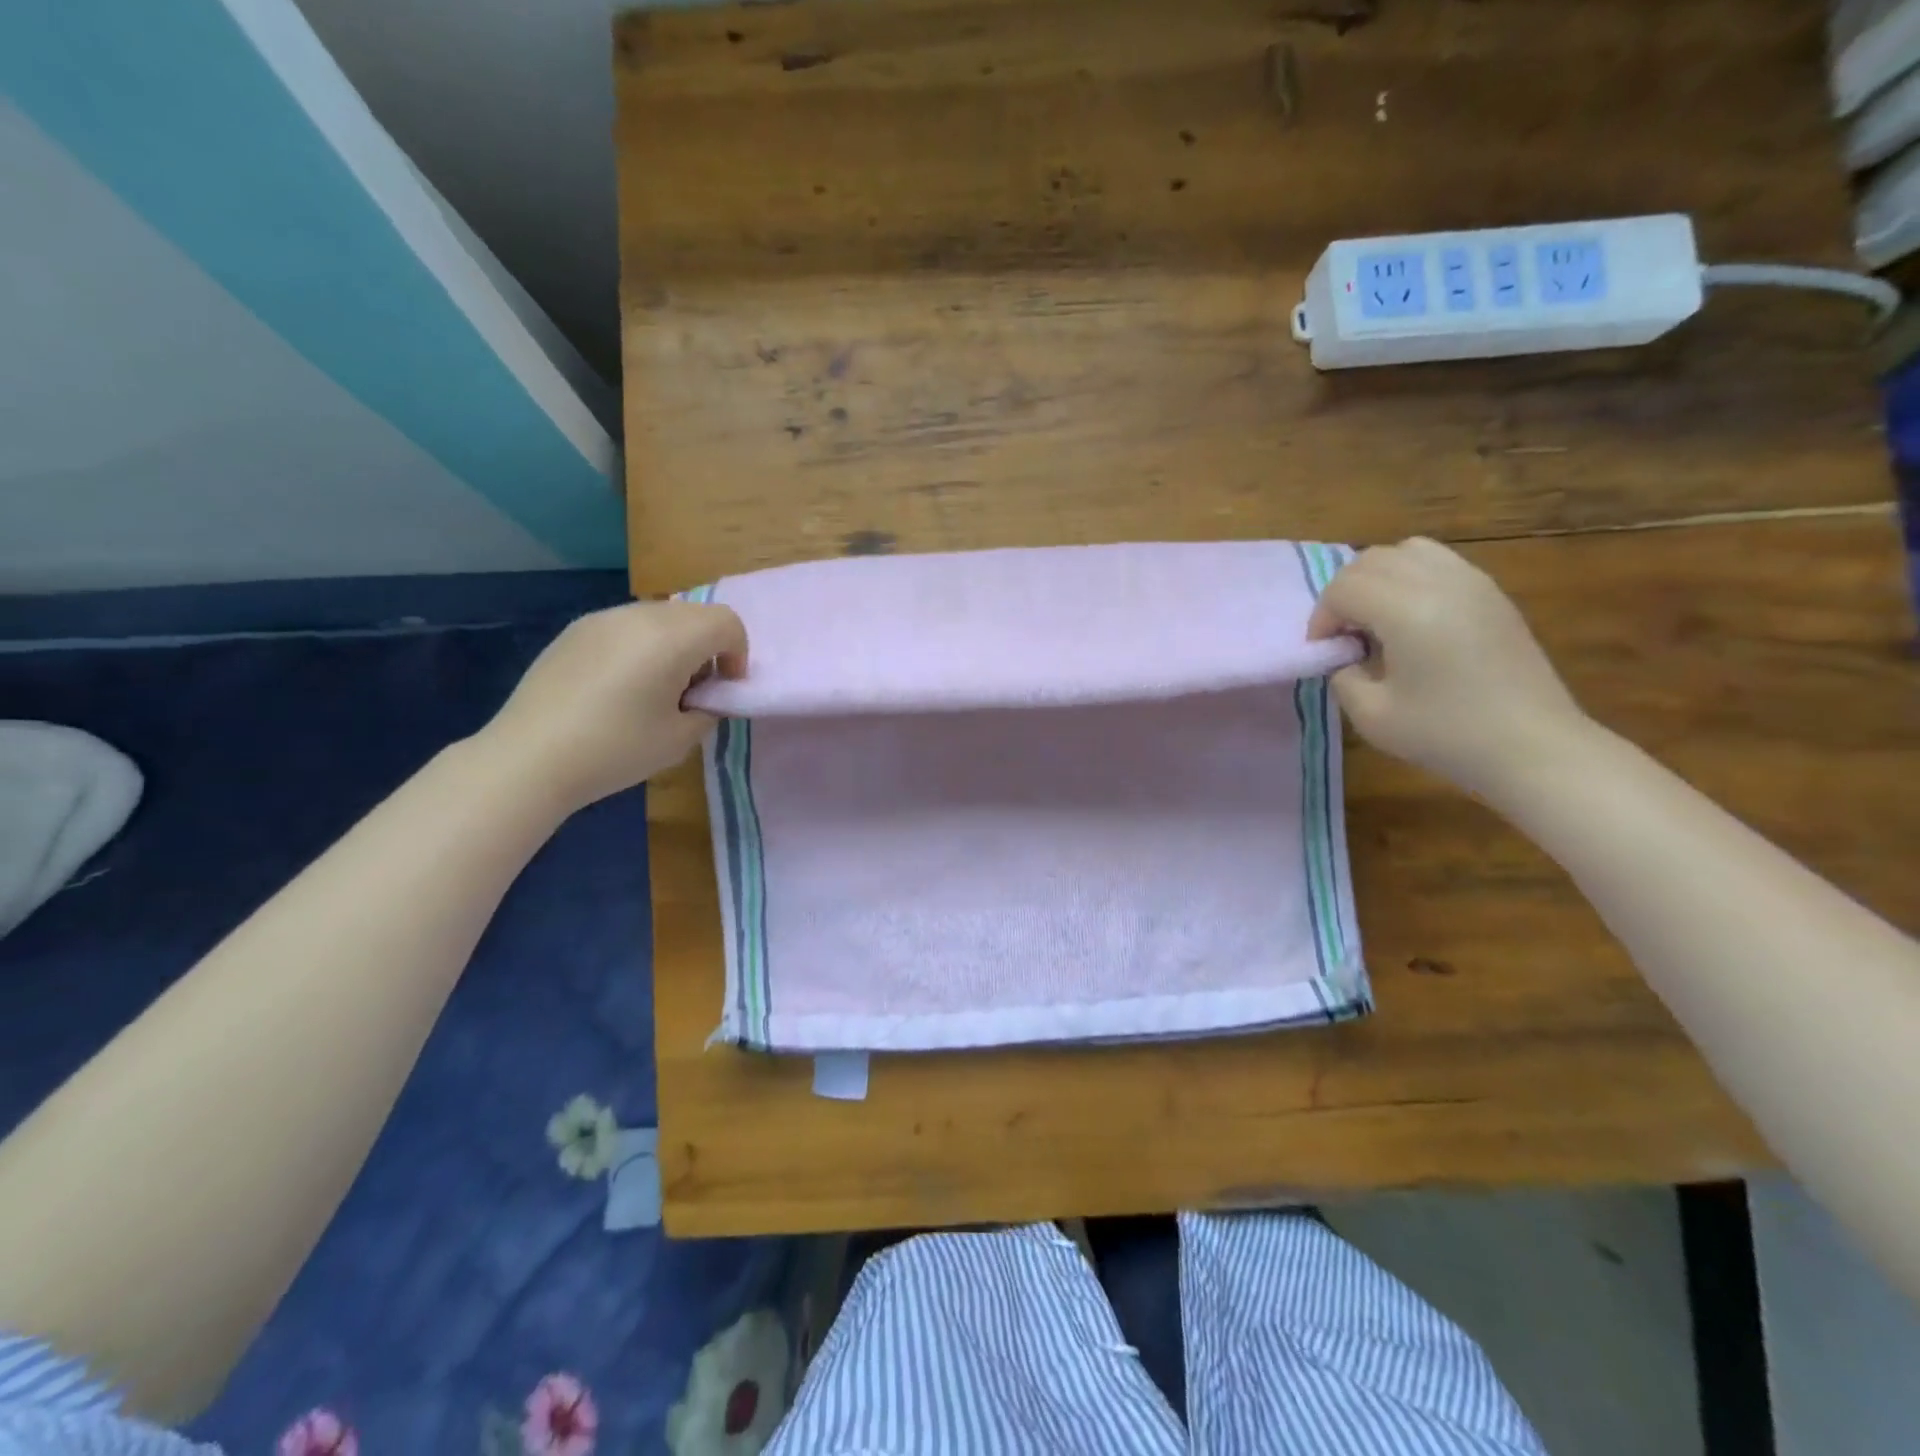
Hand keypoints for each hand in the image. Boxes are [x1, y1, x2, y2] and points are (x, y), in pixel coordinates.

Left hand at [478, 600, 747, 814]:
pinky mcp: (576, 630)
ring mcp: (602, 619)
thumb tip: (705, 697)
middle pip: (695, 614)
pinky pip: (626, 626)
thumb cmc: (615, 750)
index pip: (727, 623)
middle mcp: (638, 616)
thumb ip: (708, 709)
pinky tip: (619, 687)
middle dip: (708, 647)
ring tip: (656, 688)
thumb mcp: (679, 739)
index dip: (737, 654)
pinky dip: (641, 646)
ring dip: (675, 644)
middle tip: (694, 690)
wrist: (529, 758)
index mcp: (671, 638)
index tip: (723, 688)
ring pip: (660, 617)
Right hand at [1307, 538, 1587, 800]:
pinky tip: (1412, 618)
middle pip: (1370, 560)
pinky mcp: (1491, 592)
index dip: (1322, 618)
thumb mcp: (1370, 716)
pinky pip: (1438, 562)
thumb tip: (1346, 656)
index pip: (1343, 588)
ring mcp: (1471, 582)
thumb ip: (1343, 676)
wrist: (1531, 745)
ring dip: (1378, 578)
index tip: (1325, 651)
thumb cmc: (1446, 734)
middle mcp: (1439, 582)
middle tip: (1344, 636)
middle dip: (1344, 594)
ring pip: (1406, 551)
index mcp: (1407, 610)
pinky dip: (1411, 578)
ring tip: (1377, 619)